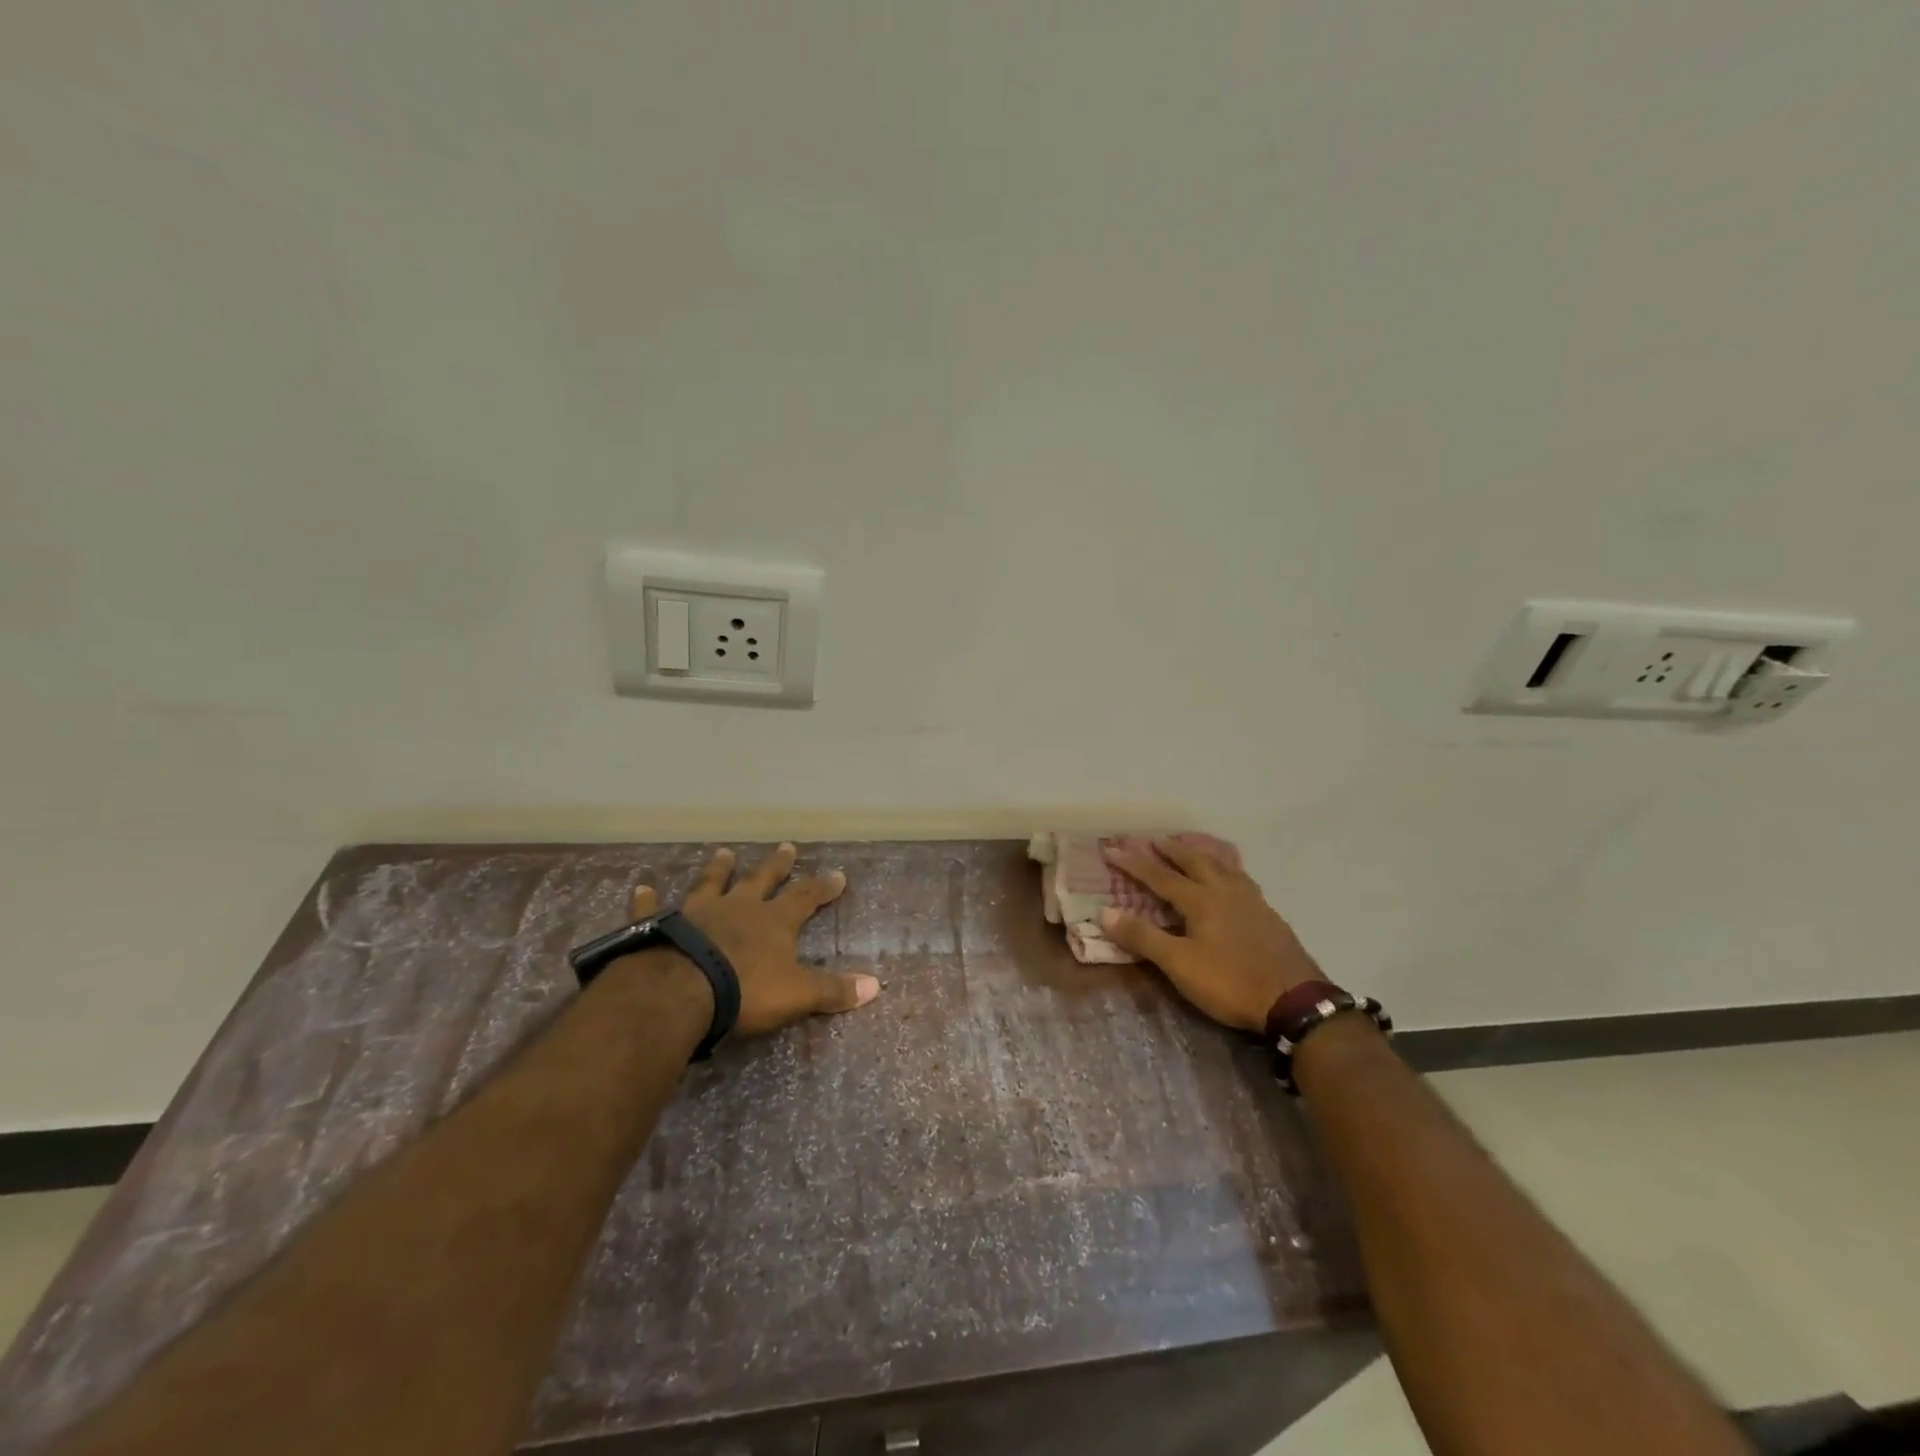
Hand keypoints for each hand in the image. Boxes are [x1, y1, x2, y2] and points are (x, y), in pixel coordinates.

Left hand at [628, 844, 879, 1036]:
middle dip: (777, 865)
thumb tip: (876, 987)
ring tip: (725, 851)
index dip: (823, 886)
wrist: (680, 992)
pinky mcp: (659, 925)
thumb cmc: (744, 991)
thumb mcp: (797, 994)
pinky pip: (653, 908)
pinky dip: (647, 898)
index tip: (838, 873)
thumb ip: (833, 990)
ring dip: (719, 869)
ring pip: (712, 883)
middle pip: (762, 880)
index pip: (806, 897)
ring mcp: (697, 912)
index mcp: (773, 922)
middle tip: (787, 846)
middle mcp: (738, 908)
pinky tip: (642, 885)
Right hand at [1099, 838, 1322, 1033]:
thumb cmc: (1230, 982)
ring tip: (1194, 848)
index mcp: (1200, 900)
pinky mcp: (1269, 916)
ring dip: (1203, 854)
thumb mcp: (1179, 964)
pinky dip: (1229, 869)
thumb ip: (1143, 937)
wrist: (1295, 1001)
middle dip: (1172, 850)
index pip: (1159, 875)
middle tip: (1155, 839)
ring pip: (1223, 866)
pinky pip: (1243, 879)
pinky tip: (1233, 879)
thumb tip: (1105, 912)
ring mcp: (1252, 901)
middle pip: (1195, 861)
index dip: (1133, 862)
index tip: (1111, 848)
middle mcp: (1225, 891)